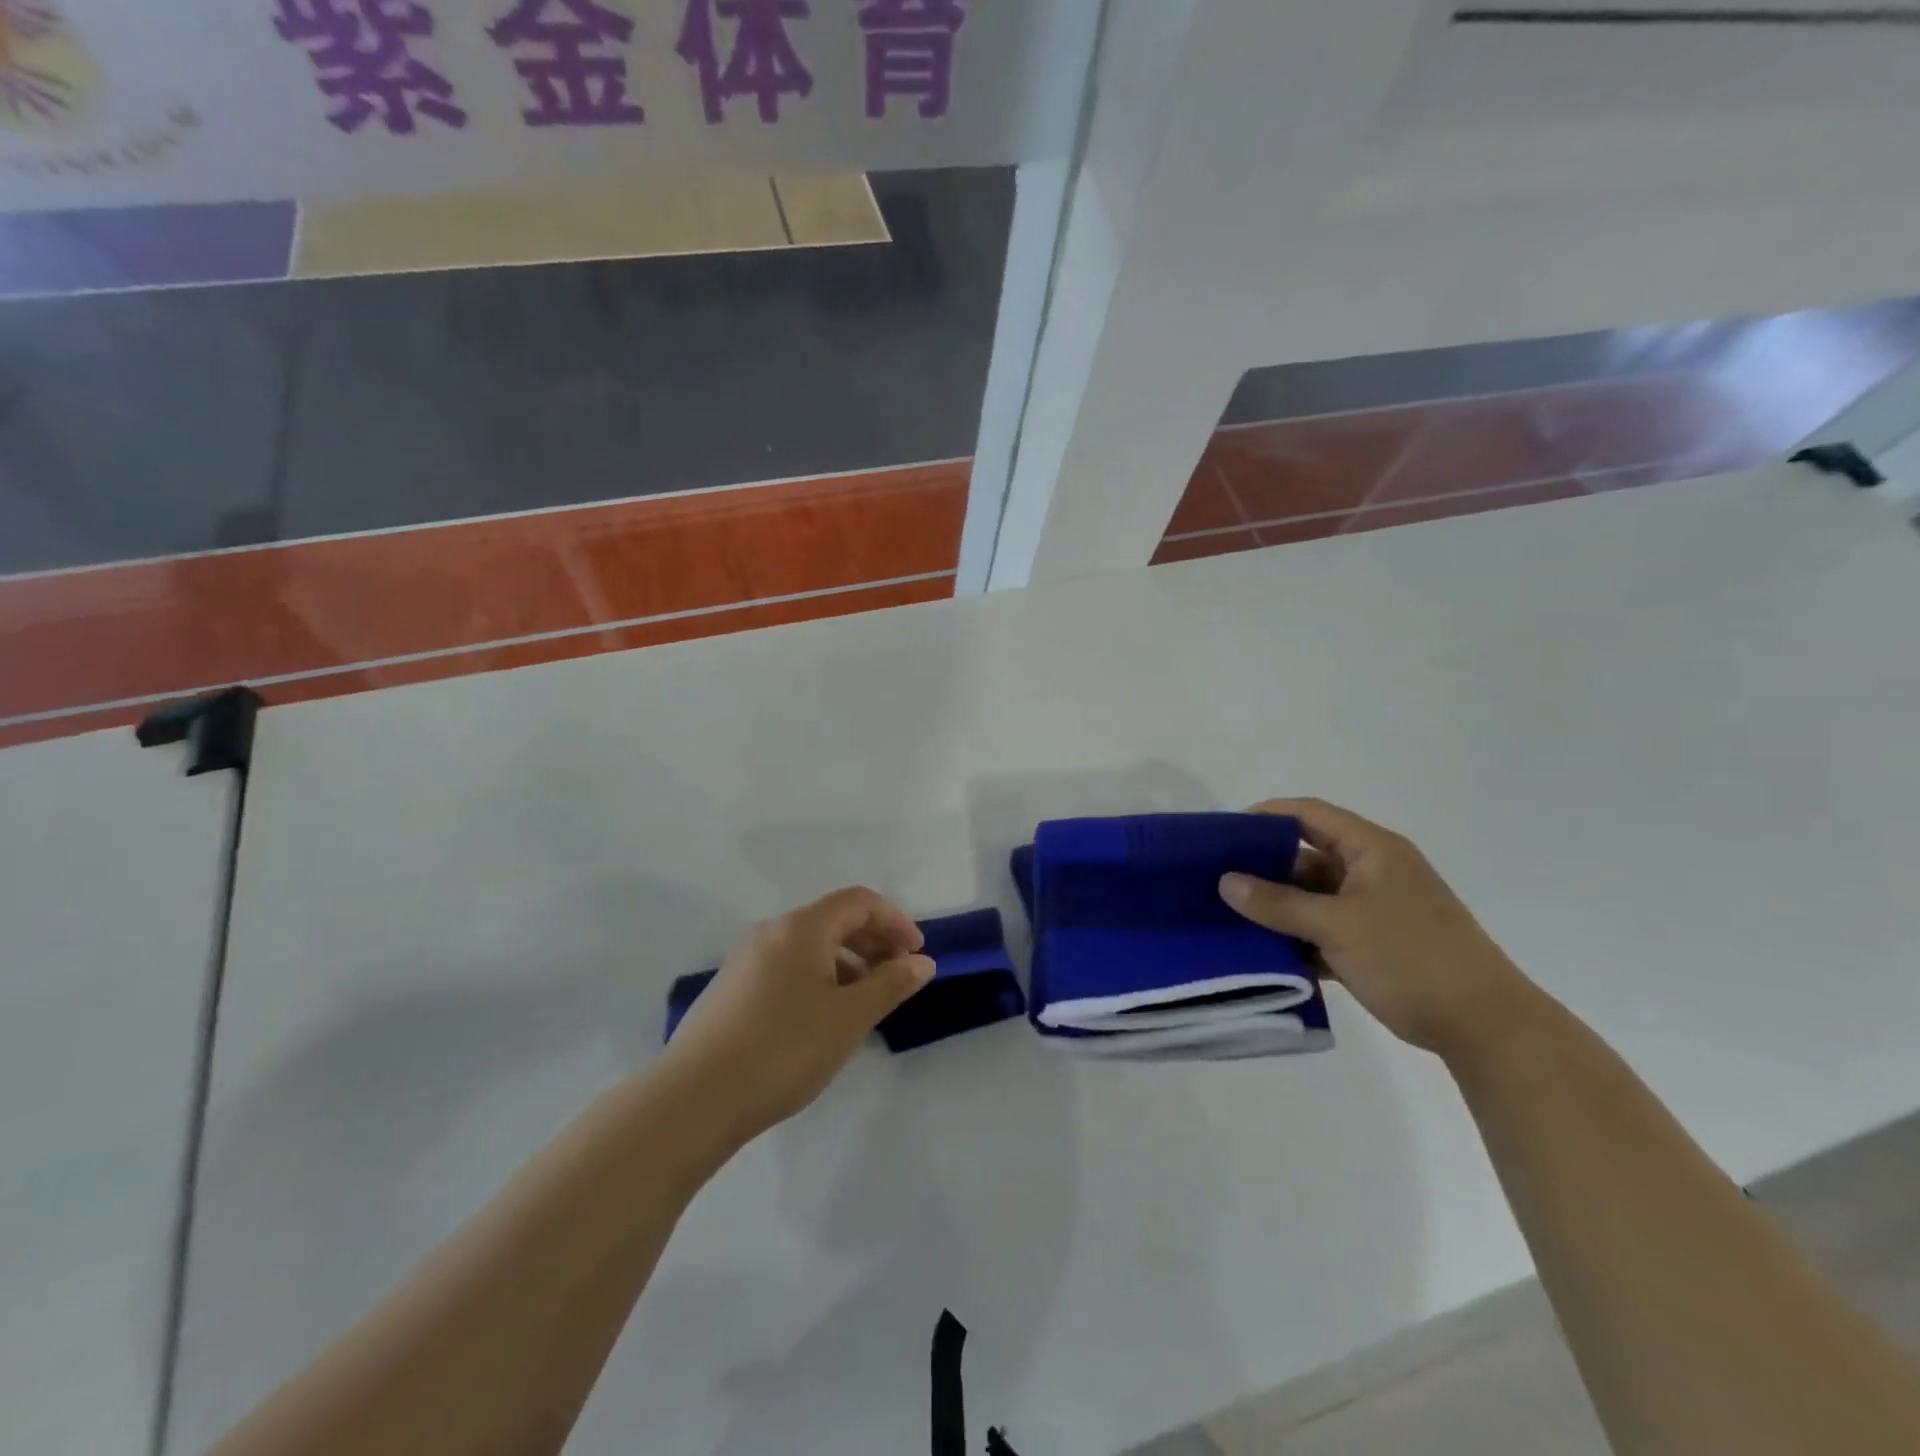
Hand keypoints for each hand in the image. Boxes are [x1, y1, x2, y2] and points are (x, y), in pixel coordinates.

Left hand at [662, 886, 934, 1142]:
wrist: (695, 1098)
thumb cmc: (784, 1049)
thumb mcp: (849, 1018)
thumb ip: (890, 984)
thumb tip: (922, 962)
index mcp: (802, 927)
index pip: (859, 901)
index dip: (894, 921)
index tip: (916, 954)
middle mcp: (772, 931)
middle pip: (834, 919)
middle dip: (873, 941)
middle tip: (897, 976)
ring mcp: (747, 959)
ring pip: (809, 945)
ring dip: (847, 962)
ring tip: (864, 1001)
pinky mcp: (732, 988)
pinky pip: (788, 966)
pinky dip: (818, 977)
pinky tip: (823, 1017)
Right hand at [1218, 798, 1537, 1057]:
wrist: (1487, 1028)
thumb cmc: (1411, 959)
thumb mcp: (1337, 927)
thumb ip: (1277, 903)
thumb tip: (1225, 881)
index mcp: (1372, 849)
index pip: (1308, 814)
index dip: (1264, 818)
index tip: (1223, 836)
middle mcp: (1373, 870)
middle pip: (1306, 856)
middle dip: (1263, 870)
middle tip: (1218, 883)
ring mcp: (1376, 908)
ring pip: (1313, 897)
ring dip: (1278, 909)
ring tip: (1231, 920)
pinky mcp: (1376, 942)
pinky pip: (1325, 928)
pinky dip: (1299, 938)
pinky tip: (1265, 954)